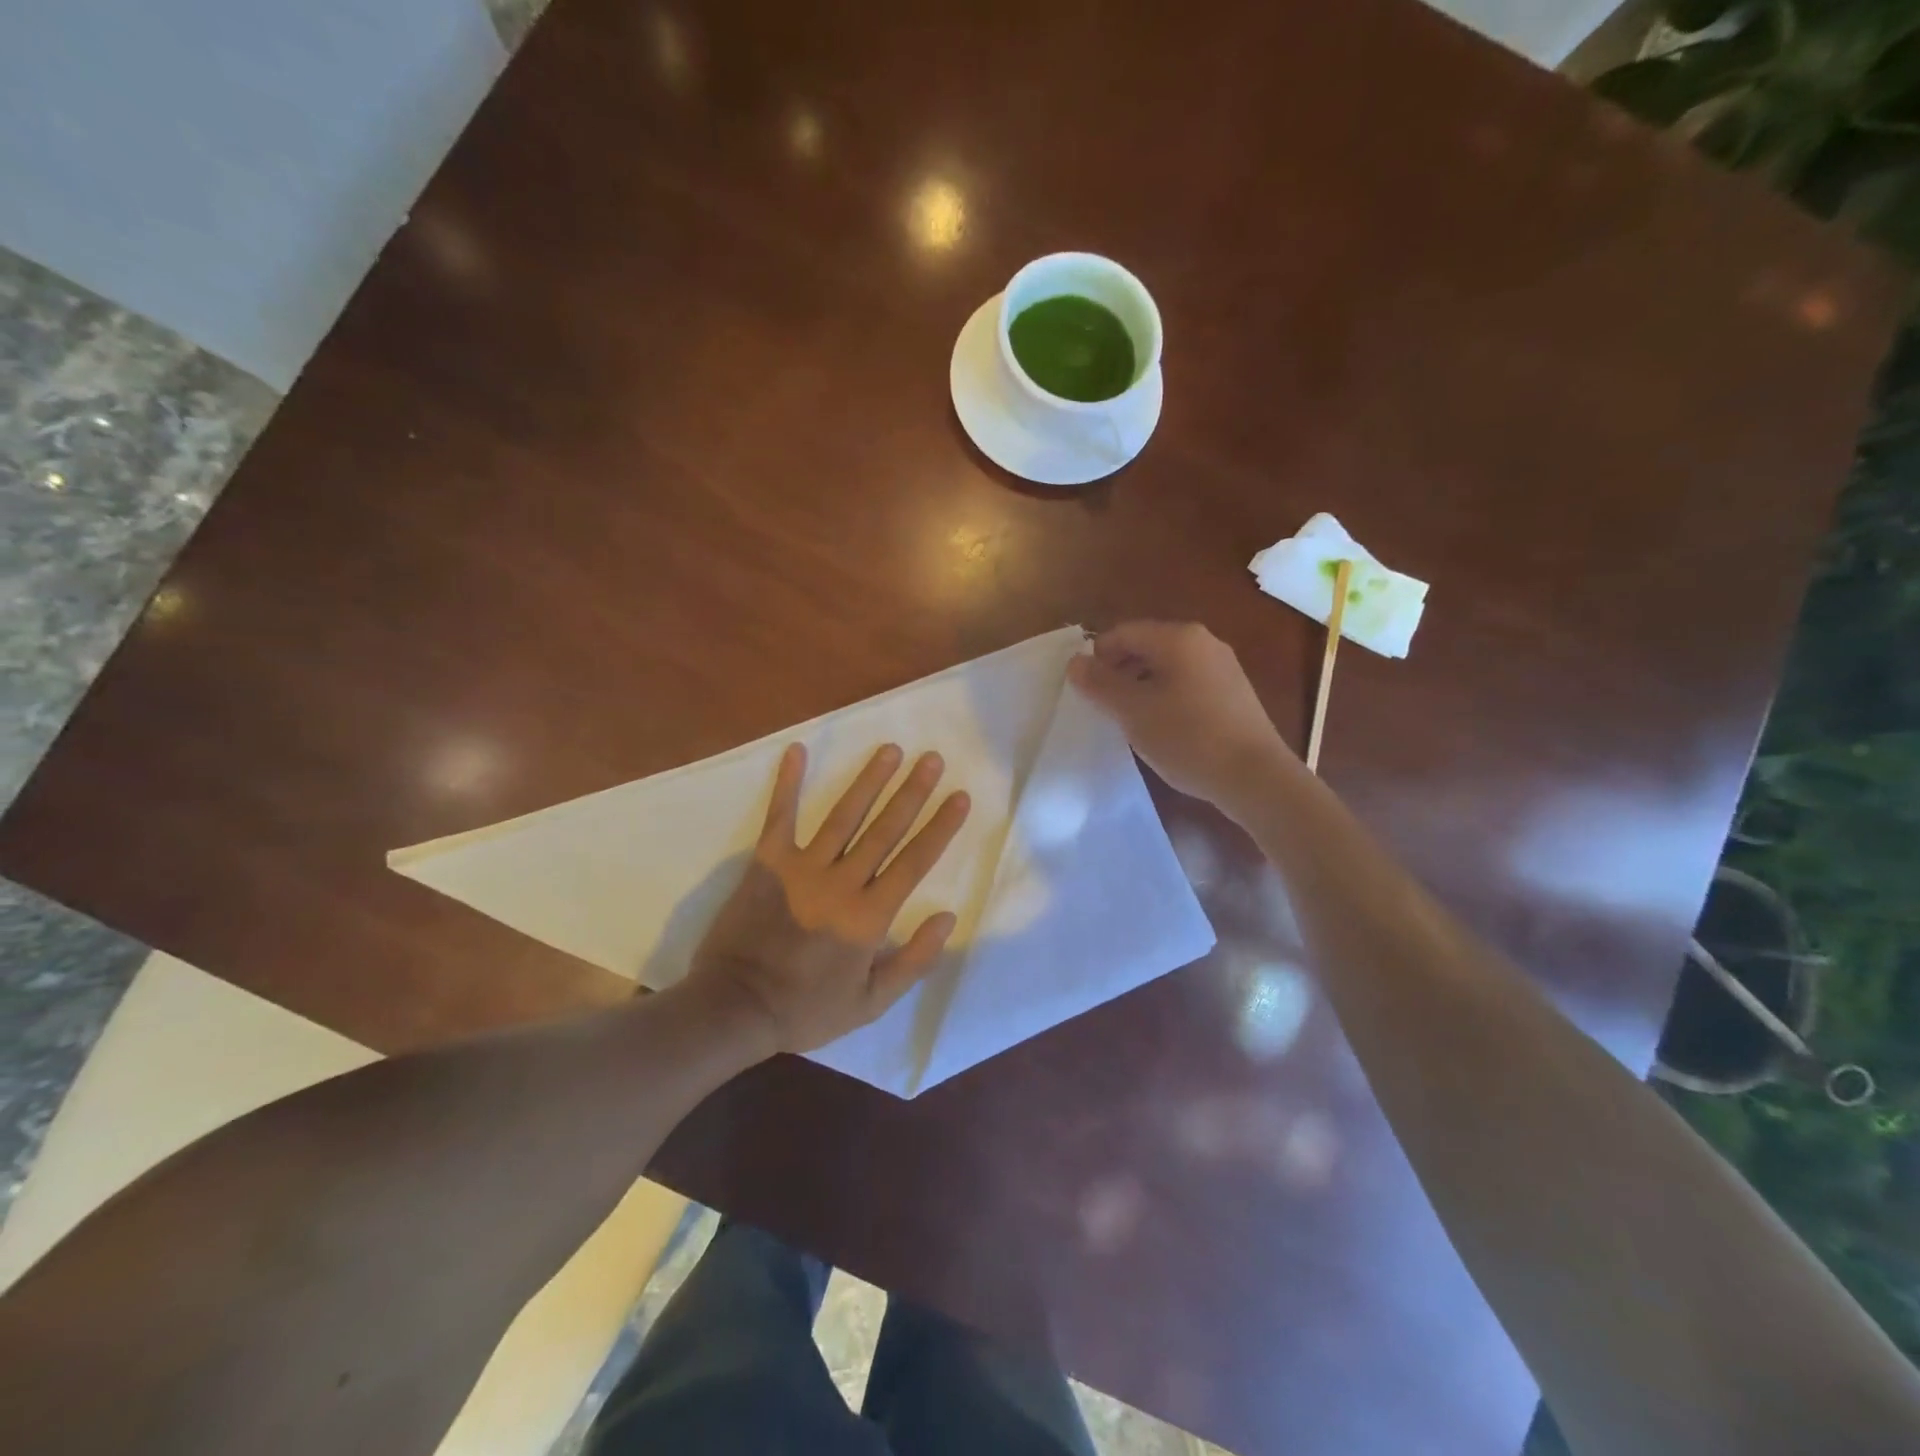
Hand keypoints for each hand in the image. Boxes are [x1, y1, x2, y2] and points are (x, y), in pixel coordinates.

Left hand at [686, 742, 971, 1055]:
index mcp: (869, 916)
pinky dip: (788, 783)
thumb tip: (947, 917)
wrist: (735, 1007)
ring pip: (844, 815)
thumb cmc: (806, 1008)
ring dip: (869, 780)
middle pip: (885, 829)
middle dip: (912, 791)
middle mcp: (842, 883)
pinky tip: (797, 750)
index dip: (940, 827)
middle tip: (931, 758)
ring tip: (890, 750)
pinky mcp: (767, 862)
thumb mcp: (871, 1003)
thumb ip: (913, 961)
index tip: (959, 796)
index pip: (914, 861)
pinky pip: (780, 816)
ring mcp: (802, 868)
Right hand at [1068, 621, 1292, 810]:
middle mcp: (1204, 642)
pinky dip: (1166, 697)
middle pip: (1146, 646)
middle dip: (1119, 672)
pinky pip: (1187, 683)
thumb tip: (1075, 662)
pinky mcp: (1234, 693)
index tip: (1085, 691)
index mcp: (1178, 638)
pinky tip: (1163, 728)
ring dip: (1141, 686)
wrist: (1255, 777)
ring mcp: (1223, 667)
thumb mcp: (1133, 712)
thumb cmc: (1188, 738)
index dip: (1097, 658)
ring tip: (1130, 720)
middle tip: (1104, 707)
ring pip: (1167, 666)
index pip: (1122, 633)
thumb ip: (1100, 684)